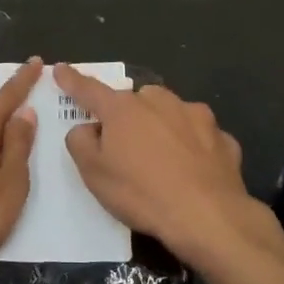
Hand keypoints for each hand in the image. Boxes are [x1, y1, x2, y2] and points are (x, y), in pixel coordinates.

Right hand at [55, 64, 281, 273]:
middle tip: (125, 147)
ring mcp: (196, 116)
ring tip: (163, 162)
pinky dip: (193, 148)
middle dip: (129, 115)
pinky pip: (199, 138)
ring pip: (171, 114)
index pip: (90, 89)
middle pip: (136, 101)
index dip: (72, 80)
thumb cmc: (141, 193)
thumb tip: (87, 128)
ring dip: (163, 128)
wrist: (207, 215)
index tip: (60, 69)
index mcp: (123, 108)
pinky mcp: (223, 137)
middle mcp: (160, 101)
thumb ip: (81, 143)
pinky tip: (193, 173)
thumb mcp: (93, 174)